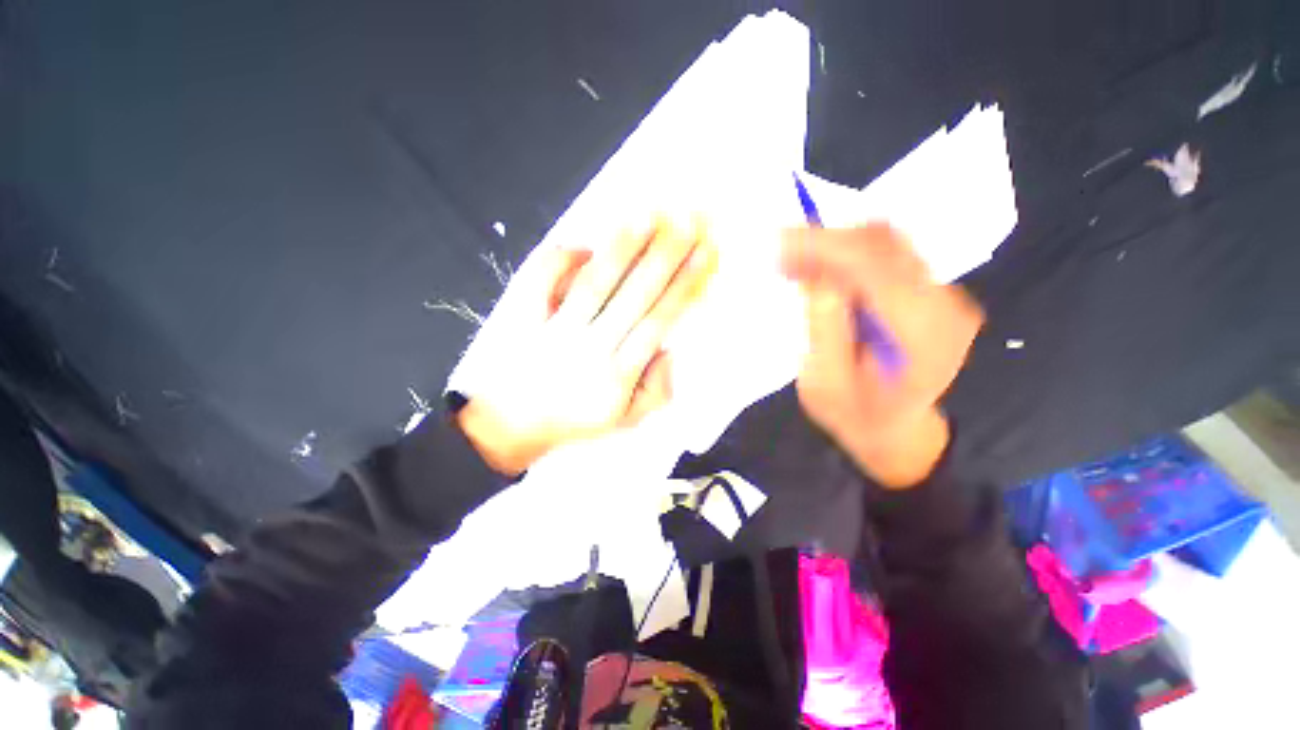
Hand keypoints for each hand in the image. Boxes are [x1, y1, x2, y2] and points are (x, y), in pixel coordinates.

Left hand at [459, 218, 717, 474]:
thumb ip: (655, 393)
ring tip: (648, 215)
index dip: (684, 285)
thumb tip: (668, 350)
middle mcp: (590, 348)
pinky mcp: (520, 318)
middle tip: (689, 219)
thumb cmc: (571, 422)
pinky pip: (539, 279)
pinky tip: (582, 245)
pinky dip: (559, 258)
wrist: (506, 427)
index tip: (705, 253)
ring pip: (595, 282)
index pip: (659, 321)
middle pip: (635, 295)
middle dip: (666, 255)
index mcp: (617, 375)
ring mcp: (553, 330)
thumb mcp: (622, 422)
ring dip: (622, 247)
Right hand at [782, 224, 983, 487]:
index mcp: (923, 337)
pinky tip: (818, 268)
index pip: (877, 269)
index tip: (780, 243)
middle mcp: (946, 307)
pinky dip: (847, 255)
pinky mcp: (929, 292)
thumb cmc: (854, 414)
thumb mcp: (825, 384)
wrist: (894, 429)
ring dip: (835, 245)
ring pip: (887, 244)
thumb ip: (825, 331)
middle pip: (887, 246)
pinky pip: (887, 256)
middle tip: (780, 251)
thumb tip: (818, 277)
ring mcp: (944, 296)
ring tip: (793, 260)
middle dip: (827, 240)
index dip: (826, 247)